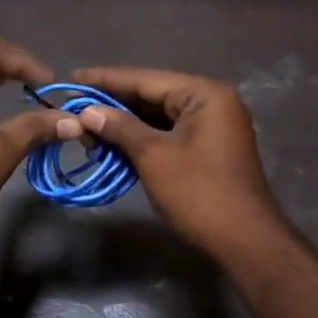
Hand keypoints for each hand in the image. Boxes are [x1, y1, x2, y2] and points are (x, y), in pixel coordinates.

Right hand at [72, 66, 285, 256]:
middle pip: (153, 95)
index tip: (72, 78)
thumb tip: (87, 112)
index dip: (106, 80)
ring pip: (160, 116)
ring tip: (88, 130)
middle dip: (113, 105)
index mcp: (204, 94)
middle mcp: (212, 101)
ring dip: (125, 125)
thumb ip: (120, 127)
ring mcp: (213, 126)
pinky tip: (114, 145)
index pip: (146, 79)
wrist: (244, 240)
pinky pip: (169, 134)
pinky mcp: (209, 148)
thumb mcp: (153, 156)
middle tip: (74, 109)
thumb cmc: (198, 192)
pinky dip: (142, 139)